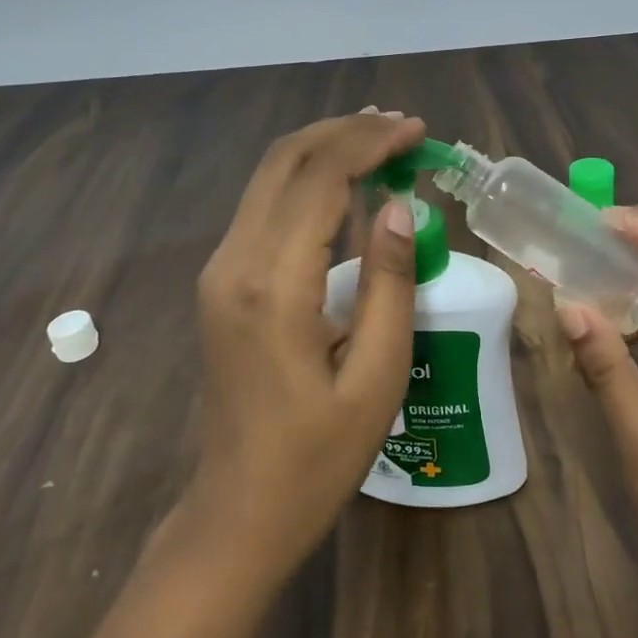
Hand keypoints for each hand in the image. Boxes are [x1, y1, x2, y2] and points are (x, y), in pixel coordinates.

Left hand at [190, 110, 426, 578]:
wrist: (238, 511)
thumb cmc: (318, 456)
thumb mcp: (376, 375)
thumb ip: (388, 282)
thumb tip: (399, 206)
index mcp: (273, 286)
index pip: (320, 179)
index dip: (370, 143)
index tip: (417, 130)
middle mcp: (234, 263)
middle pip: (284, 161)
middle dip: (344, 131)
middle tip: (400, 126)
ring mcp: (220, 271)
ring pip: (269, 178)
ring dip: (325, 150)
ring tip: (382, 142)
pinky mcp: (222, 282)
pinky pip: (265, 208)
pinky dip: (307, 182)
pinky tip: (347, 187)